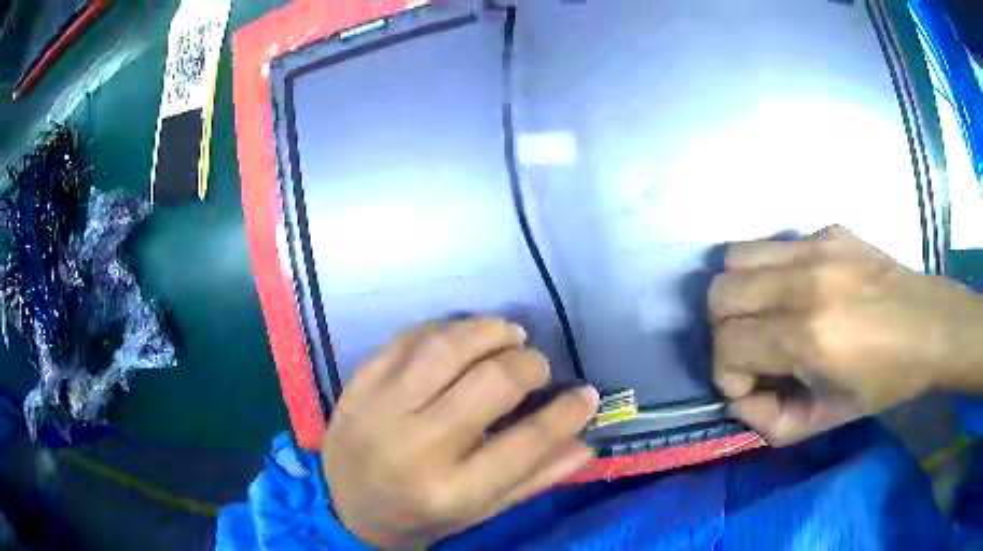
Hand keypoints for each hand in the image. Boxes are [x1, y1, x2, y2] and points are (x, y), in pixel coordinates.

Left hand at [322, 317, 598, 548]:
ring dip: (490, 332)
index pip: (527, 442)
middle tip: (538, 367)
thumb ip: (534, 479)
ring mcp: (381, 408)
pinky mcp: (360, 383)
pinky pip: (410, 337)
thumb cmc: (418, 515)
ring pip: (448, 347)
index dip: (567, 412)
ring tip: (509, 337)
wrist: (344, 503)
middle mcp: (416, 446)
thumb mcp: (479, 511)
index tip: (585, 394)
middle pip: (491, 383)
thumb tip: (585, 440)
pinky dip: (446, 328)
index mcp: (452, 491)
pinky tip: (462, 337)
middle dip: (530, 365)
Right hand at [709, 226, 982, 445]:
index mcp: (811, 335)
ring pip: (736, 258)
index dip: (727, 375)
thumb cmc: (888, 382)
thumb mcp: (830, 420)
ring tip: (768, 319)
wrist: (933, 326)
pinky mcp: (828, 230)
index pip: (728, 344)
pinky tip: (800, 295)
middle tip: (755, 354)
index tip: (751, 389)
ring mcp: (817, 246)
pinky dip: (770, 276)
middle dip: (726, 333)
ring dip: (740, 296)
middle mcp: (806, 281)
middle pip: (721, 293)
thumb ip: (773, 422)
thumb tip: (742, 400)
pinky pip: (774, 247)